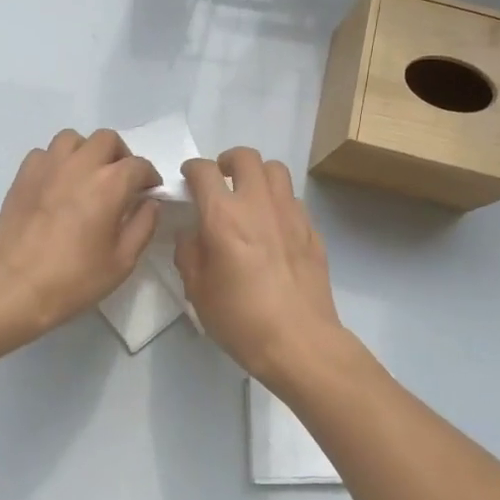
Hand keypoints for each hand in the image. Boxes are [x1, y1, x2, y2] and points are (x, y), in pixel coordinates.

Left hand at [0, 129, 160, 342]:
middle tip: (120, 182)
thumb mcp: (122, 261)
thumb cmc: (73, 279)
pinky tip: (58, 184)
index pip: (139, 165)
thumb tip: (150, 202)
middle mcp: (80, 164)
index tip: (149, 193)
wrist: (14, 287)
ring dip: (86, 152)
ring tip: (87, 176)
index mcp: (110, 184)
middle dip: (120, 156)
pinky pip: (45, 153)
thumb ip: (143, 226)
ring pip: (73, 139)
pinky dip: (57, 161)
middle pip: (107, 140)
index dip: (149, 177)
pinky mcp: (23, 175)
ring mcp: (48, 166)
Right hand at [175, 148, 345, 381]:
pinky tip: (273, 227)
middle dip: (228, 161)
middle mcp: (258, 204)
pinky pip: (293, 200)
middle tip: (221, 180)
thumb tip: (192, 234)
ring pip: (276, 170)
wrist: (299, 341)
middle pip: (246, 157)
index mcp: (223, 216)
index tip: (188, 179)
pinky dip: (278, 202)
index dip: (192, 169)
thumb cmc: (240, 319)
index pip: (204, 171)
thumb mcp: (197, 290)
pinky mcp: (312, 231)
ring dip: (258, 175)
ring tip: (249, 196)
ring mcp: (290, 214)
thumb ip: (188, 253)